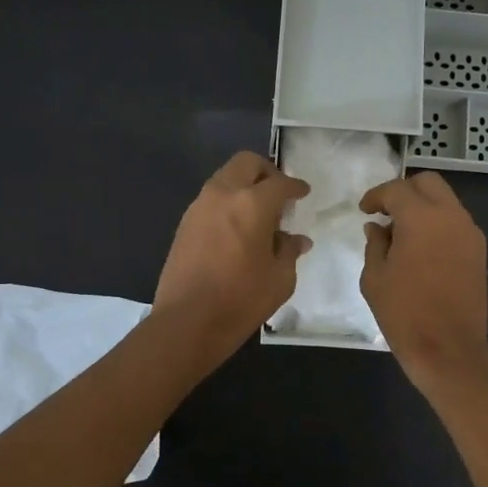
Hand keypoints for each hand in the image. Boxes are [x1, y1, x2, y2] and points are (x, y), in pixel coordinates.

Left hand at [154, 151, 310, 363]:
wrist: (187, 322)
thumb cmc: (241, 300)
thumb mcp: (280, 279)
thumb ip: (289, 251)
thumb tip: (296, 240)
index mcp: (252, 204)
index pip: (280, 183)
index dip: (295, 187)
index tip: (303, 192)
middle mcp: (223, 195)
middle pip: (246, 163)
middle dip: (266, 172)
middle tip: (279, 194)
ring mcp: (199, 207)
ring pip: (225, 178)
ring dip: (244, 186)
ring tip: (259, 214)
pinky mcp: (184, 224)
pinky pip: (211, 199)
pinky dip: (228, 203)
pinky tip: (238, 230)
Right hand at [359, 172, 487, 390]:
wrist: (448, 348)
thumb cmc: (404, 312)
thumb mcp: (375, 277)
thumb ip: (375, 244)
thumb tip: (378, 227)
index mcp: (422, 217)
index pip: (396, 189)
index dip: (376, 196)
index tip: (364, 210)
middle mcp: (451, 216)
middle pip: (428, 183)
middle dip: (404, 191)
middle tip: (386, 212)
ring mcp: (470, 233)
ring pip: (446, 201)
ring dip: (424, 207)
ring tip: (402, 233)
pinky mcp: (479, 251)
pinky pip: (456, 223)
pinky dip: (438, 224)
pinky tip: (422, 248)